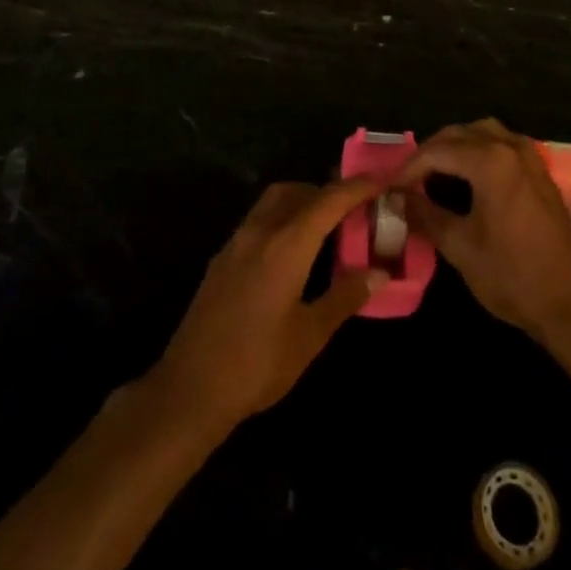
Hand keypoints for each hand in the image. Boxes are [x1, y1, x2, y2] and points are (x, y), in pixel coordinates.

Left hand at [152, 179, 384, 429]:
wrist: (189, 389)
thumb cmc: (257, 364)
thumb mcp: (310, 336)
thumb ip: (345, 297)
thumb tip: (379, 273)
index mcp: (286, 245)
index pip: (328, 201)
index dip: (356, 187)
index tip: (380, 180)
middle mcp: (260, 232)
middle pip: (298, 191)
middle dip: (328, 192)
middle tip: (355, 210)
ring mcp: (236, 243)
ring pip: (274, 201)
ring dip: (302, 201)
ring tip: (327, 228)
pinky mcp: (222, 259)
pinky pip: (258, 220)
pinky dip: (282, 218)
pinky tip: (293, 252)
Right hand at [396, 119, 570, 345]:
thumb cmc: (513, 276)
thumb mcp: (460, 247)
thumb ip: (425, 215)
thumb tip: (397, 199)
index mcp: (490, 162)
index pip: (436, 152)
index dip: (409, 168)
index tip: (389, 188)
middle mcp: (510, 147)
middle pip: (459, 134)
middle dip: (430, 153)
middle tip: (407, 181)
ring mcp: (529, 156)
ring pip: (482, 132)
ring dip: (455, 146)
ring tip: (434, 174)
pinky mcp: (539, 170)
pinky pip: (501, 143)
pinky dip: (478, 150)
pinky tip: (467, 176)